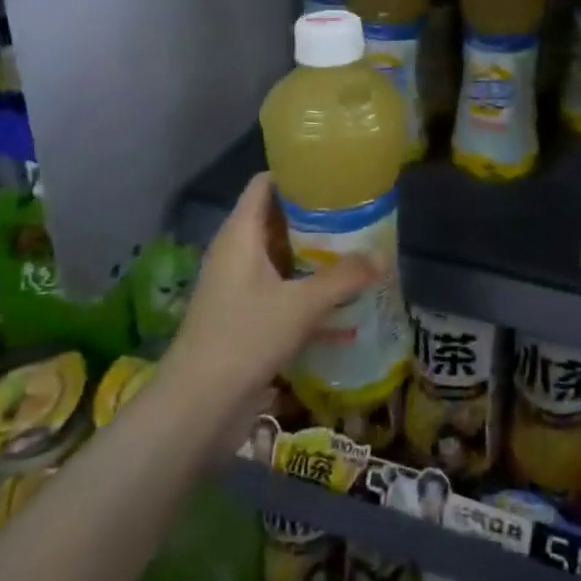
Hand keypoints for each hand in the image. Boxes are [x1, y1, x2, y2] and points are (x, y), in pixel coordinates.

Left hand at [164, 173, 378, 405]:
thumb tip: (383, 258)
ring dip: (312, 254)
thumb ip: (345, 278)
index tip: (334, 175)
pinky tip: (337, 298)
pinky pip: (277, 288)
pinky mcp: (241, 316)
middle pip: (275, 219)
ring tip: (354, 251)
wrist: (197, 406)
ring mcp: (236, 286)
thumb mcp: (302, 304)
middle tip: (356, 214)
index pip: (265, 184)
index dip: (296, 174)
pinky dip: (303, 286)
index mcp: (240, 234)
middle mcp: (235, 252)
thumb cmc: (245, 337)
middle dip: (314, 217)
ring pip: (278, 256)